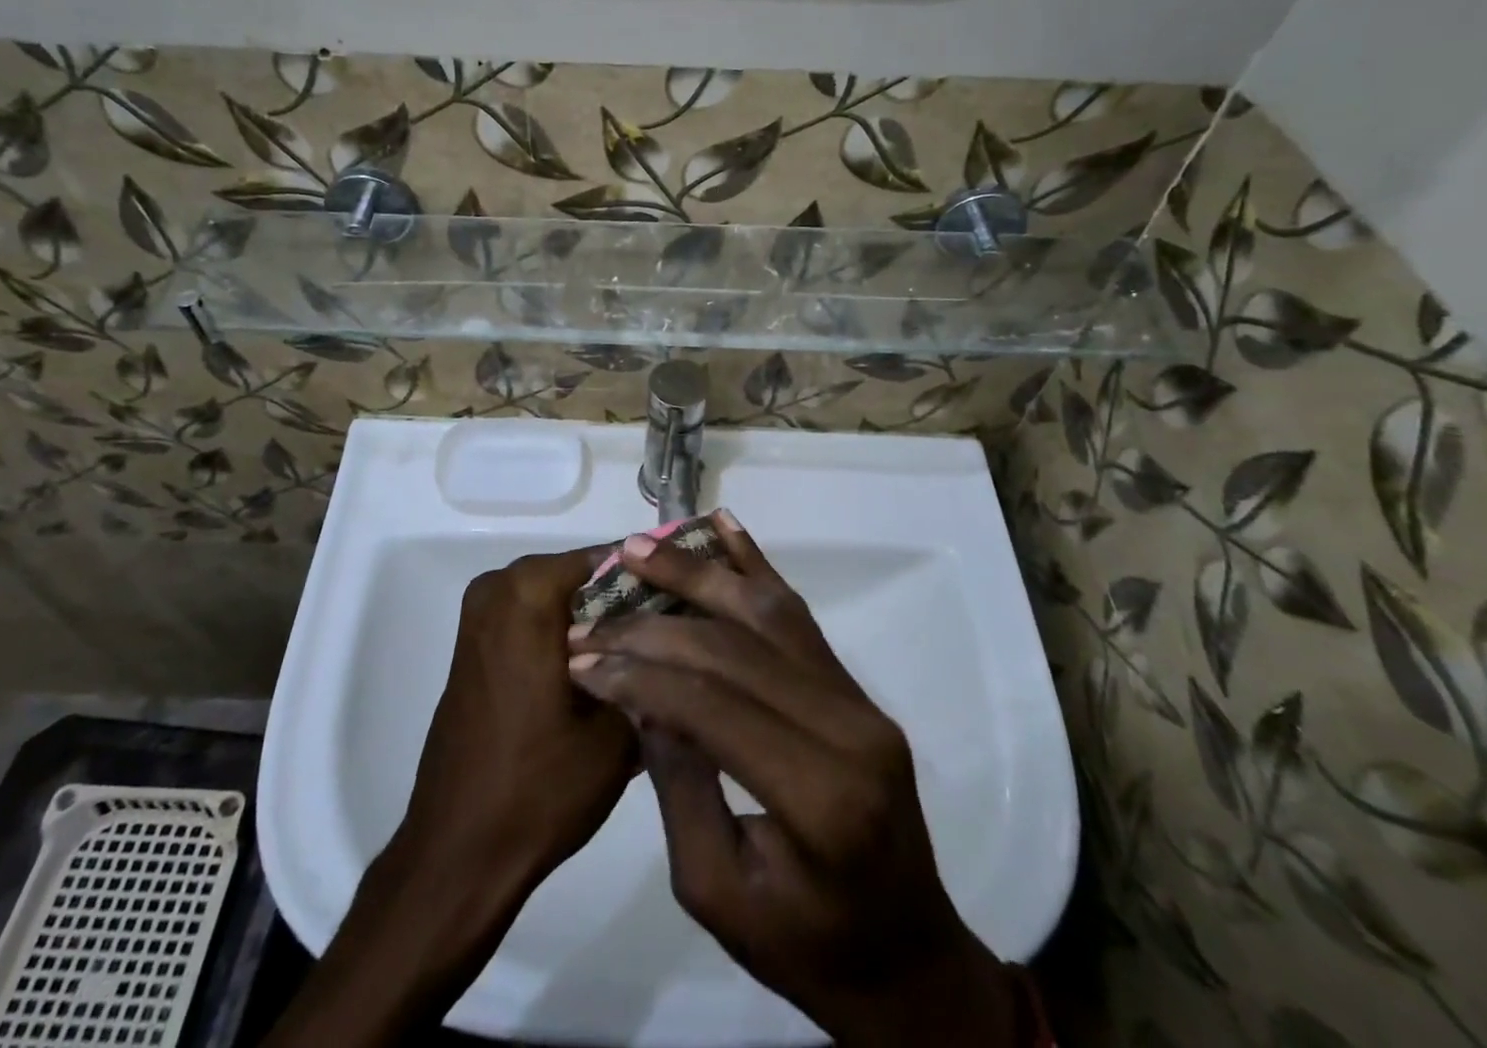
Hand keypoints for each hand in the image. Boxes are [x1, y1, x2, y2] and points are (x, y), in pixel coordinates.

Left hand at [270, 549, 635, 1047]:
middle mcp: (500, 586)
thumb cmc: (541, 786)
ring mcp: (481, 615)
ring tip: (646, 657)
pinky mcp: (475, 644)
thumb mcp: (620, 727)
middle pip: (585, 576)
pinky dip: (568, 634)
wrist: (459, 852)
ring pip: (561, 598)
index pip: (613, 558)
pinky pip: (535, 618)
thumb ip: (653, 664)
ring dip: (600, 620)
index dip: (657, 579)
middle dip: (629, 601)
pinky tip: (604, 672)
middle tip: (675, 636)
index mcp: (530, 590)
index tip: (693, 606)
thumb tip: (682, 627)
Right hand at [566, 514, 1024, 1047]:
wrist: (906, 959)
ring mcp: (859, 699)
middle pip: (734, 649)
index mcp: (817, 796)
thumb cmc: (805, 949)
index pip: (711, 705)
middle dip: (653, 627)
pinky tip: (724, 527)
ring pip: (767, 612)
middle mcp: (847, 728)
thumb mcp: (716, 894)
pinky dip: (755, 565)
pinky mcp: (856, 688)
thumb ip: (677, 786)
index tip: (580, 658)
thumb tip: (640, 696)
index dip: (639, 676)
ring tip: (641, 547)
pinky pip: (798, 615)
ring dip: (699, 572)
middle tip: (593, 613)